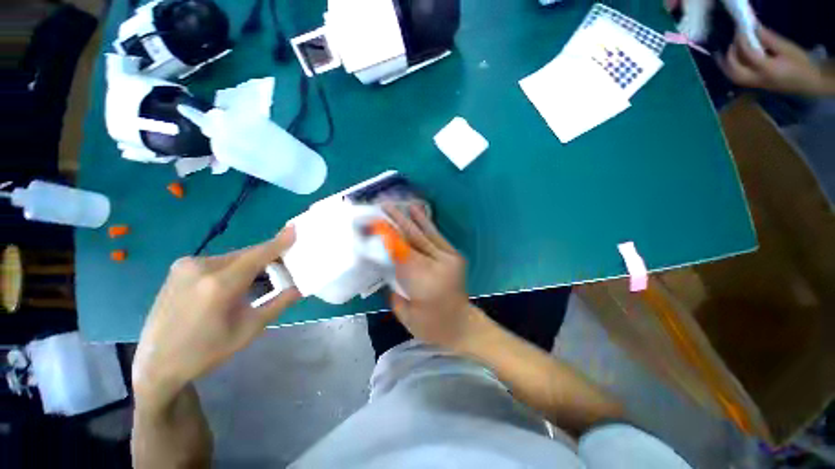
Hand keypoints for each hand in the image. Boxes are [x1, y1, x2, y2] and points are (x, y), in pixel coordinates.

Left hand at [132, 227, 299, 406]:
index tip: (295, 229)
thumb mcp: (250, 329)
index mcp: (219, 284)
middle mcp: (200, 267)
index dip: (279, 242)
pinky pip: (218, 262)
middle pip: (246, 255)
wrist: (157, 363)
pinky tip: (237, 282)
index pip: (258, 255)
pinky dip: (234, 267)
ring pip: (233, 258)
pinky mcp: (179, 269)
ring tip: (262, 278)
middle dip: (268, 258)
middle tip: (285, 266)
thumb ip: (279, 303)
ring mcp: (185, 266)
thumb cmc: (207, 351)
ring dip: (251, 264)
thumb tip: (300, 287)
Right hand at [384, 205, 485, 351]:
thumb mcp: (406, 314)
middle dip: (396, 221)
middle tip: (381, 206)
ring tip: (396, 203)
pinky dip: (425, 222)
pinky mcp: (454, 255)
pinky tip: (416, 210)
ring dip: (409, 217)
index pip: (402, 253)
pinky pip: (437, 236)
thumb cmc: (432, 327)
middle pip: (413, 239)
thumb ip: (394, 287)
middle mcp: (439, 265)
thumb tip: (384, 264)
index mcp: (425, 283)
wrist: (463, 325)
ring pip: (425, 233)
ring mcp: (449, 258)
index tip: (373, 222)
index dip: (387, 236)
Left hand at [722, 27, 826, 95]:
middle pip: (735, 71)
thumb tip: (753, 29)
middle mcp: (758, 79)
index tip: (739, 31)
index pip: (748, 54)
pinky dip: (732, 69)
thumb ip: (769, 39)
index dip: (741, 42)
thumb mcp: (787, 48)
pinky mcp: (757, 86)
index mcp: (768, 69)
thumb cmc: (801, 64)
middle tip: (732, 43)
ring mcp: (756, 85)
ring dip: (727, 65)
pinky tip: (733, 60)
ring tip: (726, 52)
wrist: (809, 82)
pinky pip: (739, 79)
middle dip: (729, 57)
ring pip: (734, 77)